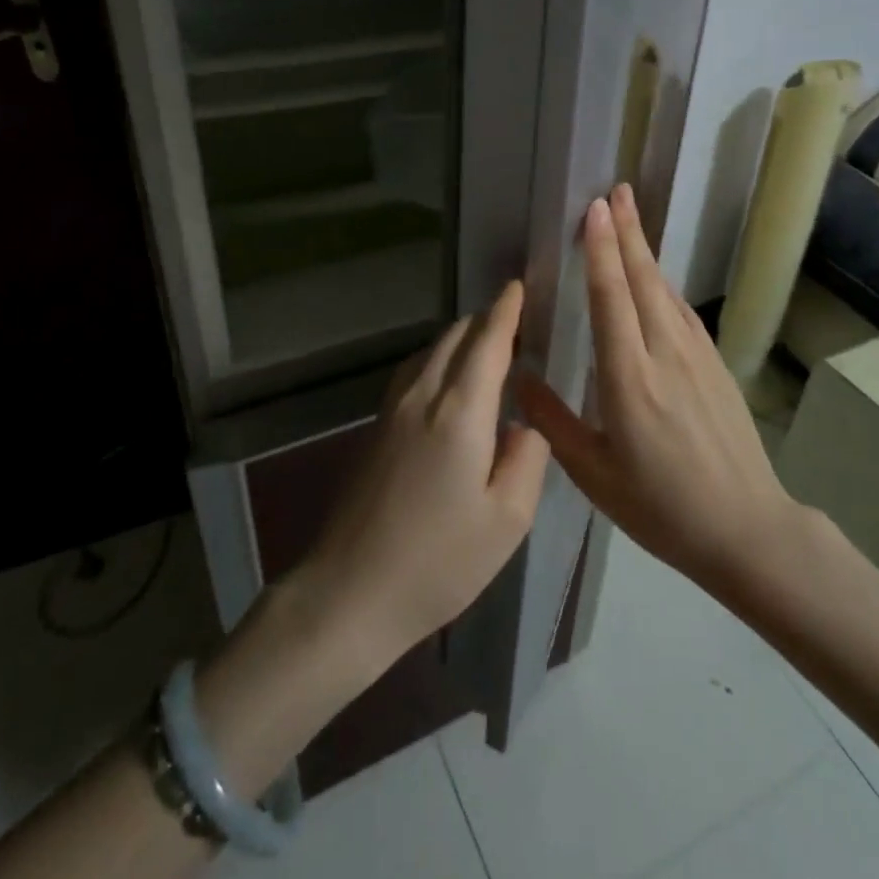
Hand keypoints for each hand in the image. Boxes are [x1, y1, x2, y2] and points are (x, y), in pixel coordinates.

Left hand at [298, 279, 551, 669]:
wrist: (350, 592)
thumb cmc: (439, 561)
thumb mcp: (508, 519)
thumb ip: (528, 458)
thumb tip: (524, 423)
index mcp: (460, 411)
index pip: (488, 341)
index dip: (507, 310)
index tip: (520, 286)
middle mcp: (423, 395)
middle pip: (456, 336)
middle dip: (488, 320)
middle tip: (519, 322)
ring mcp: (392, 409)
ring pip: (431, 349)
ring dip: (462, 338)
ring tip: (490, 347)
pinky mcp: (376, 427)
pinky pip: (414, 370)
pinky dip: (440, 358)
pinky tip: (450, 380)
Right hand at [517, 185, 798, 596]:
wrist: (745, 529)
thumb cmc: (660, 507)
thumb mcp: (593, 474)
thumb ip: (552, 421)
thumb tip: (516, 376)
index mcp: (629, 379)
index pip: (611, 299)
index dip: (601, 251)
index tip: (593, 210)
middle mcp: (664, 355)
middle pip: (643, 280)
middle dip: (627, 231)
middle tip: (614, 190)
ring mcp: (696, 357)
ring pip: (665, 290)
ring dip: (646, 250)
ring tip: (630, 215)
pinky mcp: (715, 366)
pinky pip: (682, 312)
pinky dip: (663, 284)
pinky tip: (656, 276)